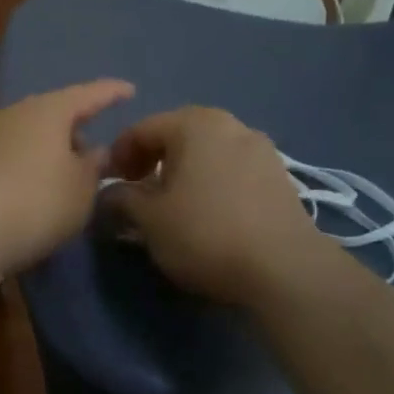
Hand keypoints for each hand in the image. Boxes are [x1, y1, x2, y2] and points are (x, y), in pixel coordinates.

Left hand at [0, 80, 133, 283]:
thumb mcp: (81, 190)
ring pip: (22, 136)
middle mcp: (10, 114)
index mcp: (46, 111)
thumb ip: (93, 167)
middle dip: (70, 129)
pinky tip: (26, 193)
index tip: (128, 90)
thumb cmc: (35, 202)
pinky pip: (2, 158)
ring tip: (59, 178)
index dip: (109, 93)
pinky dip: (20, 169)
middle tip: (90, 151)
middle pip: (48, 114)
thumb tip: (94, 151)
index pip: (86, 94)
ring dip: (43, 151)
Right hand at [103, 106, 334, 306]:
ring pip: (207, 150)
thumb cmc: (204, 233)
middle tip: (138, 188)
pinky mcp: (280, 175)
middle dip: (152, 158)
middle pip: (177, 133)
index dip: (118, 154)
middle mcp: (230, 124)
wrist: (284, 269)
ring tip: (174, 202)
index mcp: (193, 124)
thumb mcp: (148, 219)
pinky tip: (208, 211)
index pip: (142, 129)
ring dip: (184, 169)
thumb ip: (122, 198)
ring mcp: (260, 148)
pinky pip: (232, 167)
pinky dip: (212, 180)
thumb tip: (112, 193)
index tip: (110, 183)